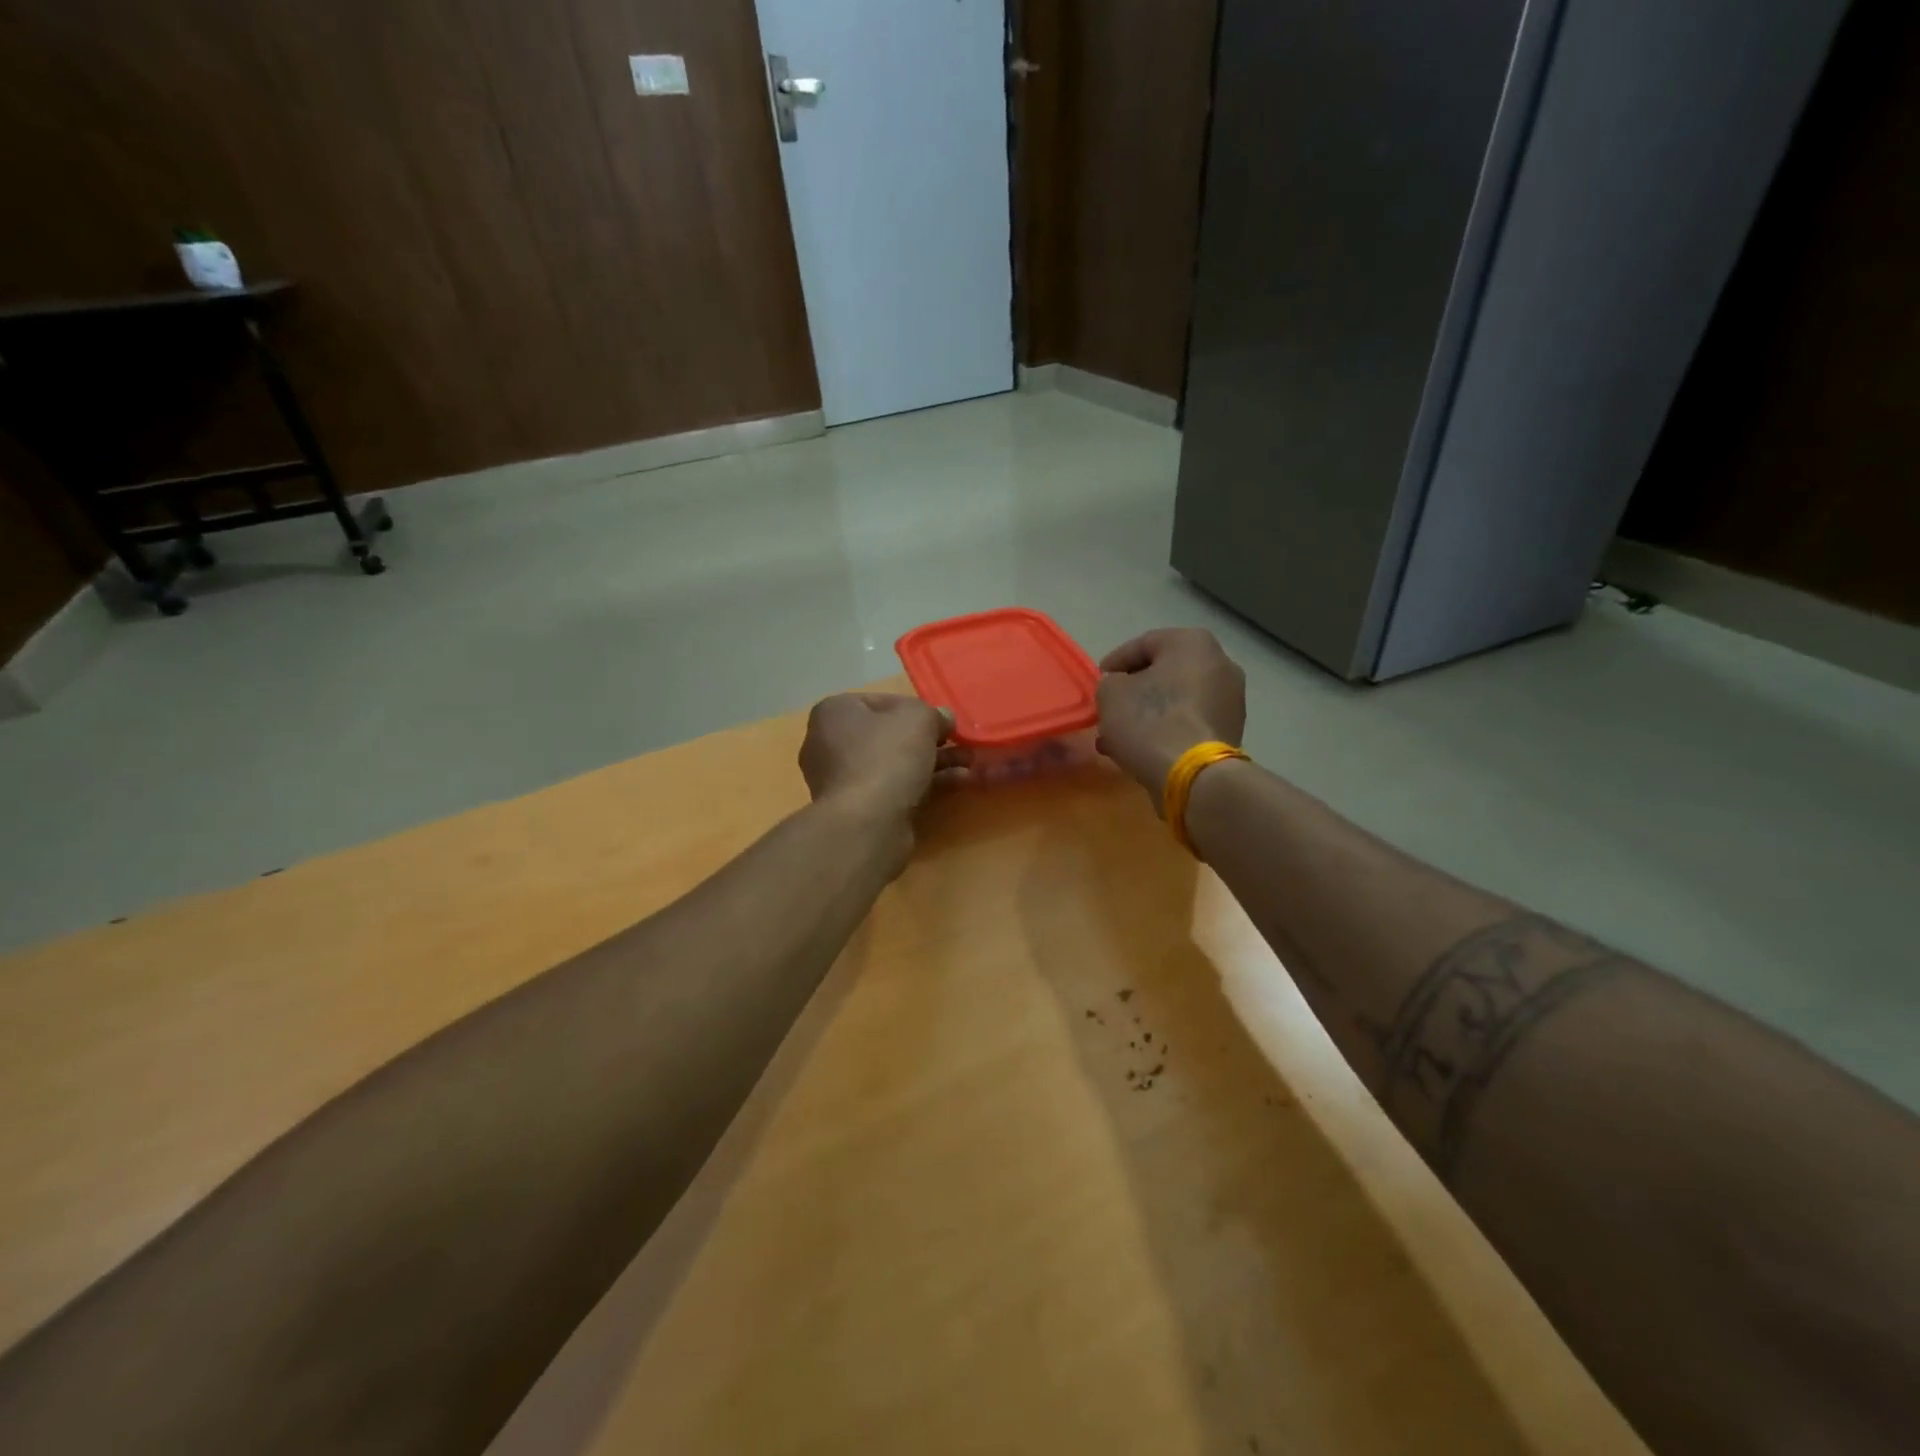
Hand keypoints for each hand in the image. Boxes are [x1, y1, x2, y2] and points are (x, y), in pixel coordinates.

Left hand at [799, 693, 957, 826]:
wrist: (866, 823)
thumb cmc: (886, 756)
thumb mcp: (918, 719)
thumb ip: (934, 713)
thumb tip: (943, 720)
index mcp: (835, 712)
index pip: (882, 701)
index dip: (917, 708)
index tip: (943, 720)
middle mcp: (830, 743)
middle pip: (890, 735)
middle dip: (930, 739)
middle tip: (961, 742)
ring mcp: (843, 780)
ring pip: (896, 764)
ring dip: (935, 762)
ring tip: (971, 763)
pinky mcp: (859, 809)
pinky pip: (897, 788)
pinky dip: (926, 784)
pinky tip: (961, 782)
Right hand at [1096, 629, 1246, 813]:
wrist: (1194, 776)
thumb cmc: (1150, 722)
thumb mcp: (1111, 694)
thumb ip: (1111, 683)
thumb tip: (1121, 688)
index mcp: (1192, 643)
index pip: (1143, 644)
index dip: (1115, 662)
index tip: (1098, 680)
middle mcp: (1220, 663)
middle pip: (1164, 673)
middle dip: (1133, 692)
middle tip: (1108, 708)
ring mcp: (1230, 700)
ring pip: (1176, 701)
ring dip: (1147, 715)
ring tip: (1118, 736)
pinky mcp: (1230, 731)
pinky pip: (1188, 723)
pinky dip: (1165, 731)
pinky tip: (1141, 749)